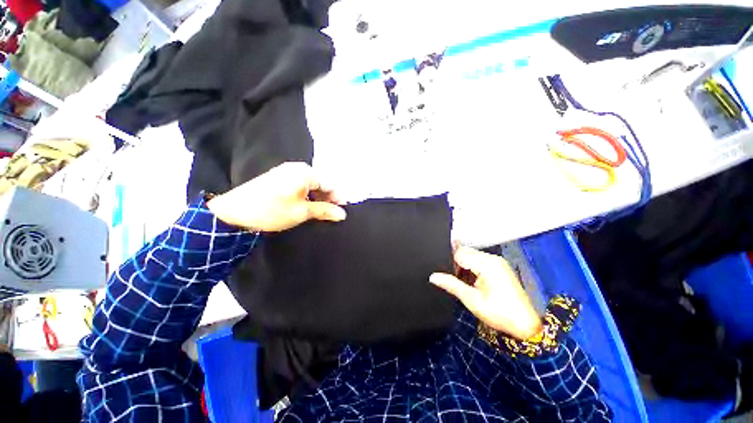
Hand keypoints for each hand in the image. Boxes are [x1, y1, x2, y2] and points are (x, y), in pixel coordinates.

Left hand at [207, 162, 346, 231]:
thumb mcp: (301, 212)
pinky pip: (300, 185)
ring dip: (317, 198)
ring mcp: (286, 172)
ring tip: (318, 213)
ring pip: (310, 185)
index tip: (341, 212)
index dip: (337, 198)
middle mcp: (297, 168)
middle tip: (330, 214)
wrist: (233, 212)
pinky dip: (306, 196)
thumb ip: (324, 211)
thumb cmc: (272, 211)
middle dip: (327, 199)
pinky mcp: (278, 178)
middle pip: (321, 183)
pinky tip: (305, 206)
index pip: (330, 184)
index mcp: (305, 173)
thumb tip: (342, 214)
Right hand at [430, 246, 541, 339]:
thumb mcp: (472, 300)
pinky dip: (472, 267)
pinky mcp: (500, 266)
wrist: (525, 325)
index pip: (460, 253)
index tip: (445, 273)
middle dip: (456, 263)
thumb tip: (433, 277)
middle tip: (454, 278)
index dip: (449, 262)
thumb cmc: (499, 314)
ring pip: (472, 255)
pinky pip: (480, 260)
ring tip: (463, 281)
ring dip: (464, 265)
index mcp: (487, 265)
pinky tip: (471, 280)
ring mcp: (498, 261)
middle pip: (466, 252)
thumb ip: (451, 285)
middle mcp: (493, 258)